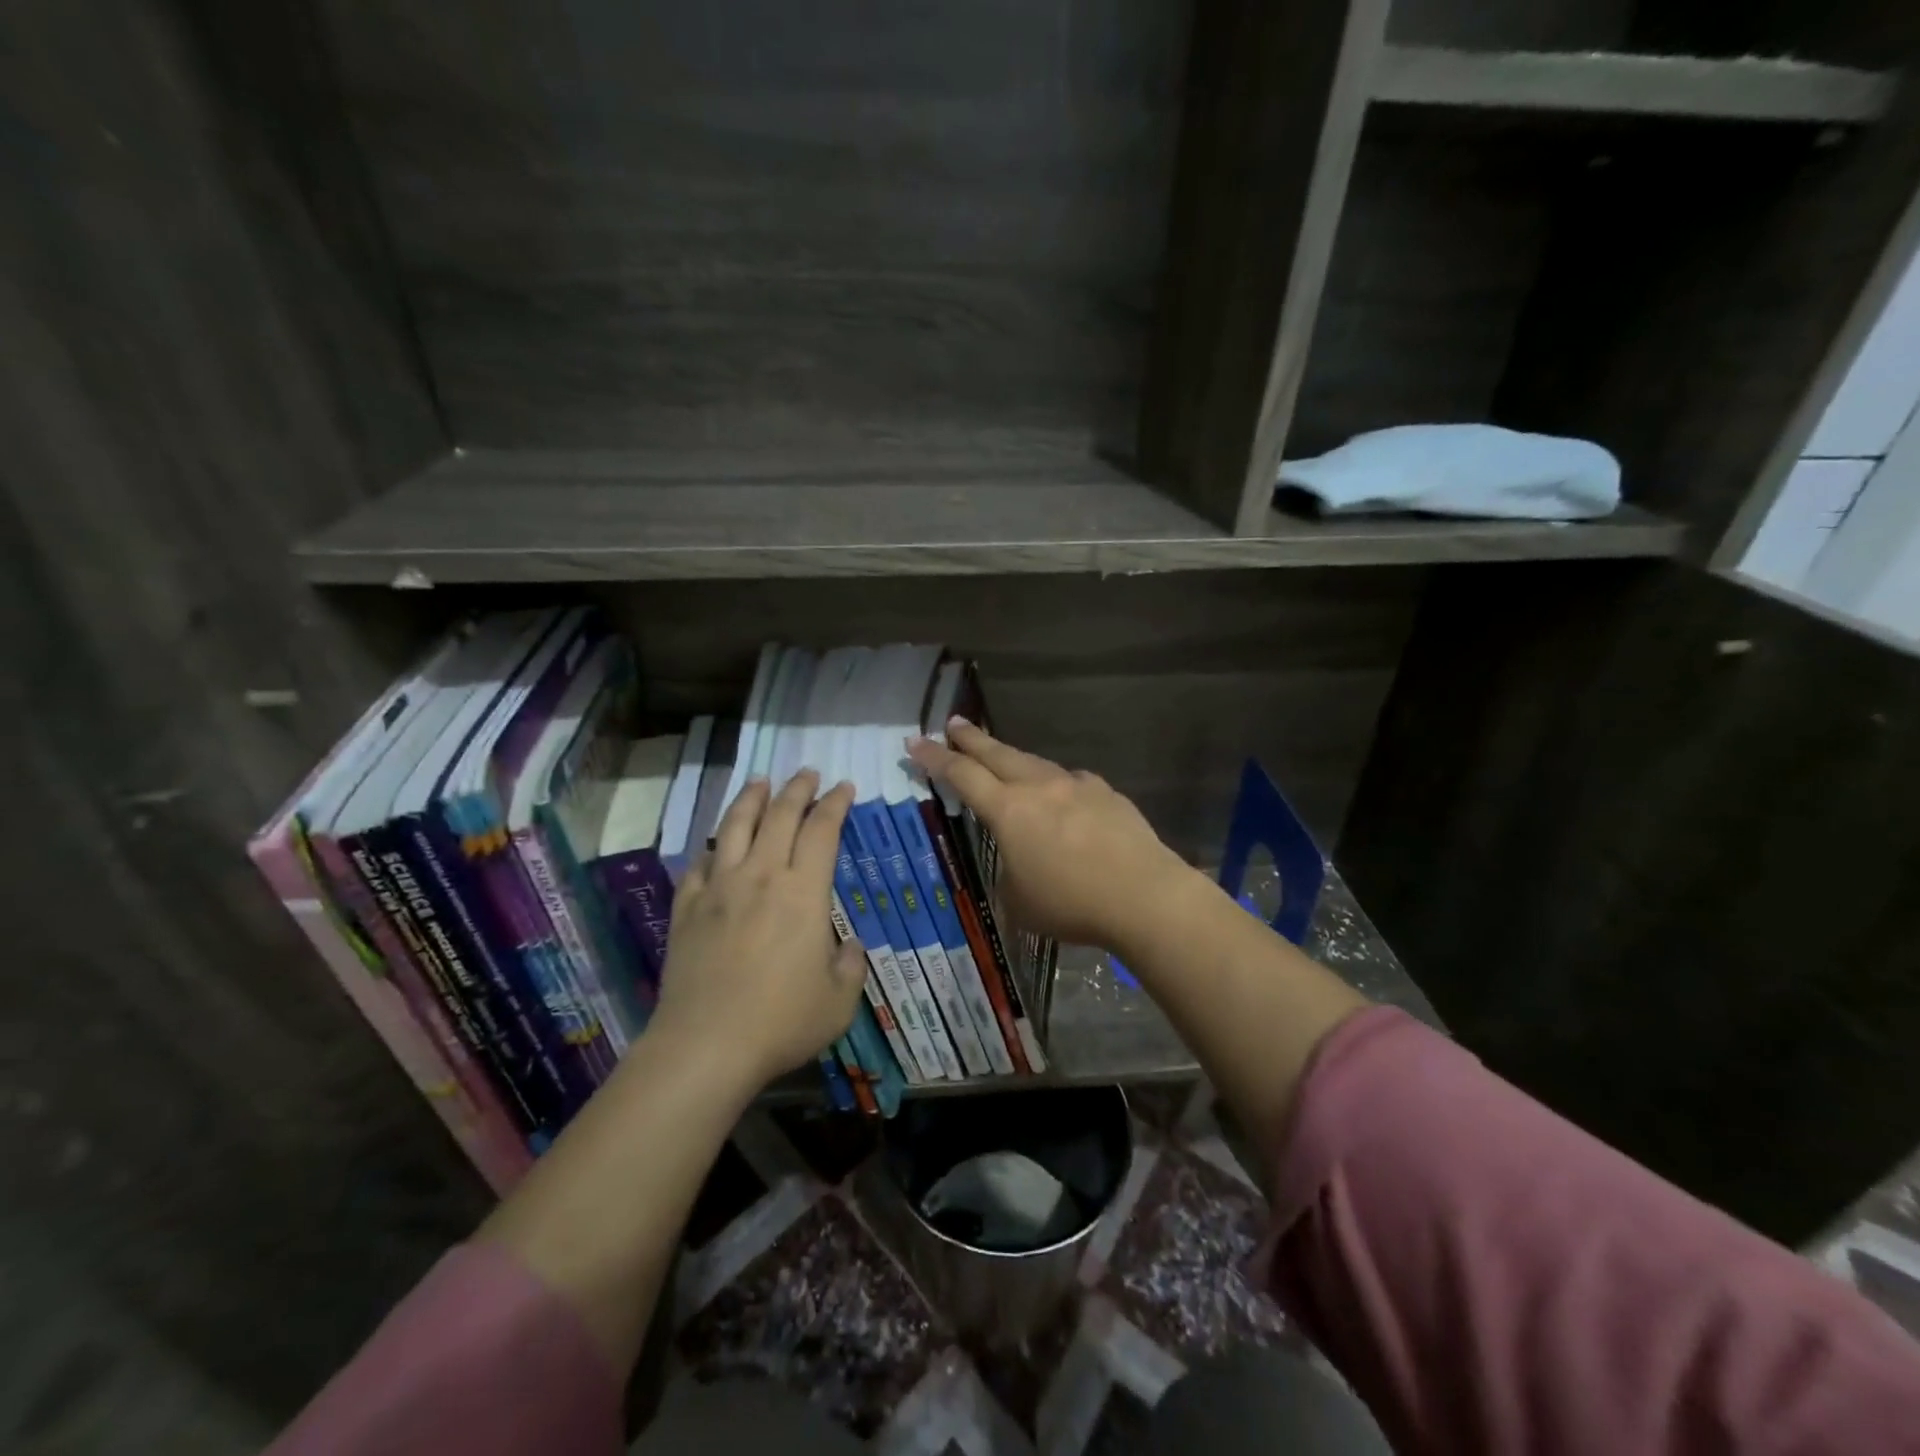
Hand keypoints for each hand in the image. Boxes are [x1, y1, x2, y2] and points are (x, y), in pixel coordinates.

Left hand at [651, 770, 867, 1089]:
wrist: (704, 1046)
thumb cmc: (781, 1022)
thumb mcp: (838, 1002)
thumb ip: (851, 967)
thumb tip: (849, 946)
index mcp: (803, 892)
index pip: (822, 830)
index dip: (835, 804)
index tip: (844, 787)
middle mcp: (761, 877)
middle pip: (779, 816)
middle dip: (797, 789)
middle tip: (807, 773)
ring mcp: (718, 889)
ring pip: (734, 827)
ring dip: (751, 799)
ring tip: (760, 782)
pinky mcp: (686, 909)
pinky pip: (699, 864)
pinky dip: (712, 847)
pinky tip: (716, 846)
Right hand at [906, 719, 1201, 951]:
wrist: (1143, 895)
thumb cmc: (1072, 904)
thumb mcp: (1020, 903)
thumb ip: (1009, 877)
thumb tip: (1018, 864)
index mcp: (1008, 811)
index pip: (961, 775)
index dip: (934, 758)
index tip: (915, 741)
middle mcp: (1039, 788)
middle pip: (997, 754)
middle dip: (970, 738)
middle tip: (953, 724)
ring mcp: (1076, 785)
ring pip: (1035, 763)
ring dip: (1012, 758)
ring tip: (1002, 757)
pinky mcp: (1106, 793)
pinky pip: (1071, 781)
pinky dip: (1056, 784)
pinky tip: (1062, 795)